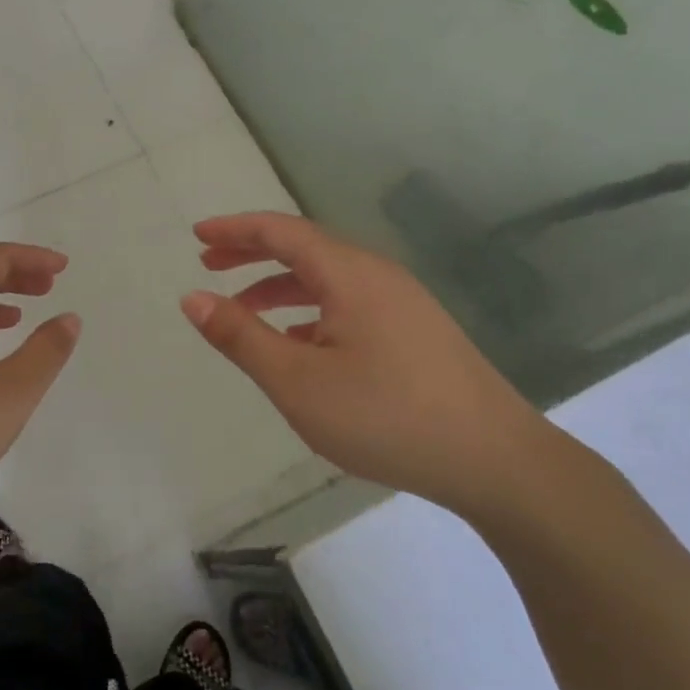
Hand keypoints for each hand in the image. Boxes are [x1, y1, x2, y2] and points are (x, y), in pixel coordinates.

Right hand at [180, 212, 551, 518]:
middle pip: (305, 248)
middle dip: (252, 253)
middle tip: (209, 265)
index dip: (235, 230)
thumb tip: (193, 298)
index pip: (281, 231)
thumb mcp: (298, 382)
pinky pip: (349, 304)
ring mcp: (402, 303)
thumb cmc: (386, 416)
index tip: (197, 236)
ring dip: (280, 286)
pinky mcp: (415, 331)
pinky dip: (311, 311)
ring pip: (328, 279)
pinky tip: (299, 343)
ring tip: (243, 310)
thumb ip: (241, 337)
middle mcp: (377, 275)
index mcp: (349, 274)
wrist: (495, 460)